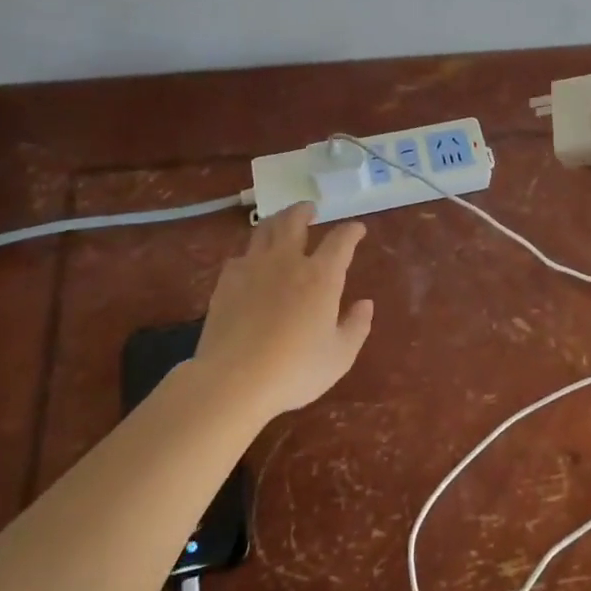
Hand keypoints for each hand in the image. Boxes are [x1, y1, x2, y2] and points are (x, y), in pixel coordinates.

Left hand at [192, 203, 374, 417]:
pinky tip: (252, 262)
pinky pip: (240, 256)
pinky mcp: (226, 282)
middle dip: (304, 211)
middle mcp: (287, 262)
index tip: (357, 229)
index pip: (341, 241)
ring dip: (277, 221)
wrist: (233, 381)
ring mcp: (252, 268)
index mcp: (321, 276)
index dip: (352, 231)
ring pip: (264, 230)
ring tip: (281, 222)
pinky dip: (252, 252)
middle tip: (310, 209)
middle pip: (294, 221)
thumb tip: (365, 303)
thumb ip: (356, 326)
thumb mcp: (340, 356)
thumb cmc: (295, 370)